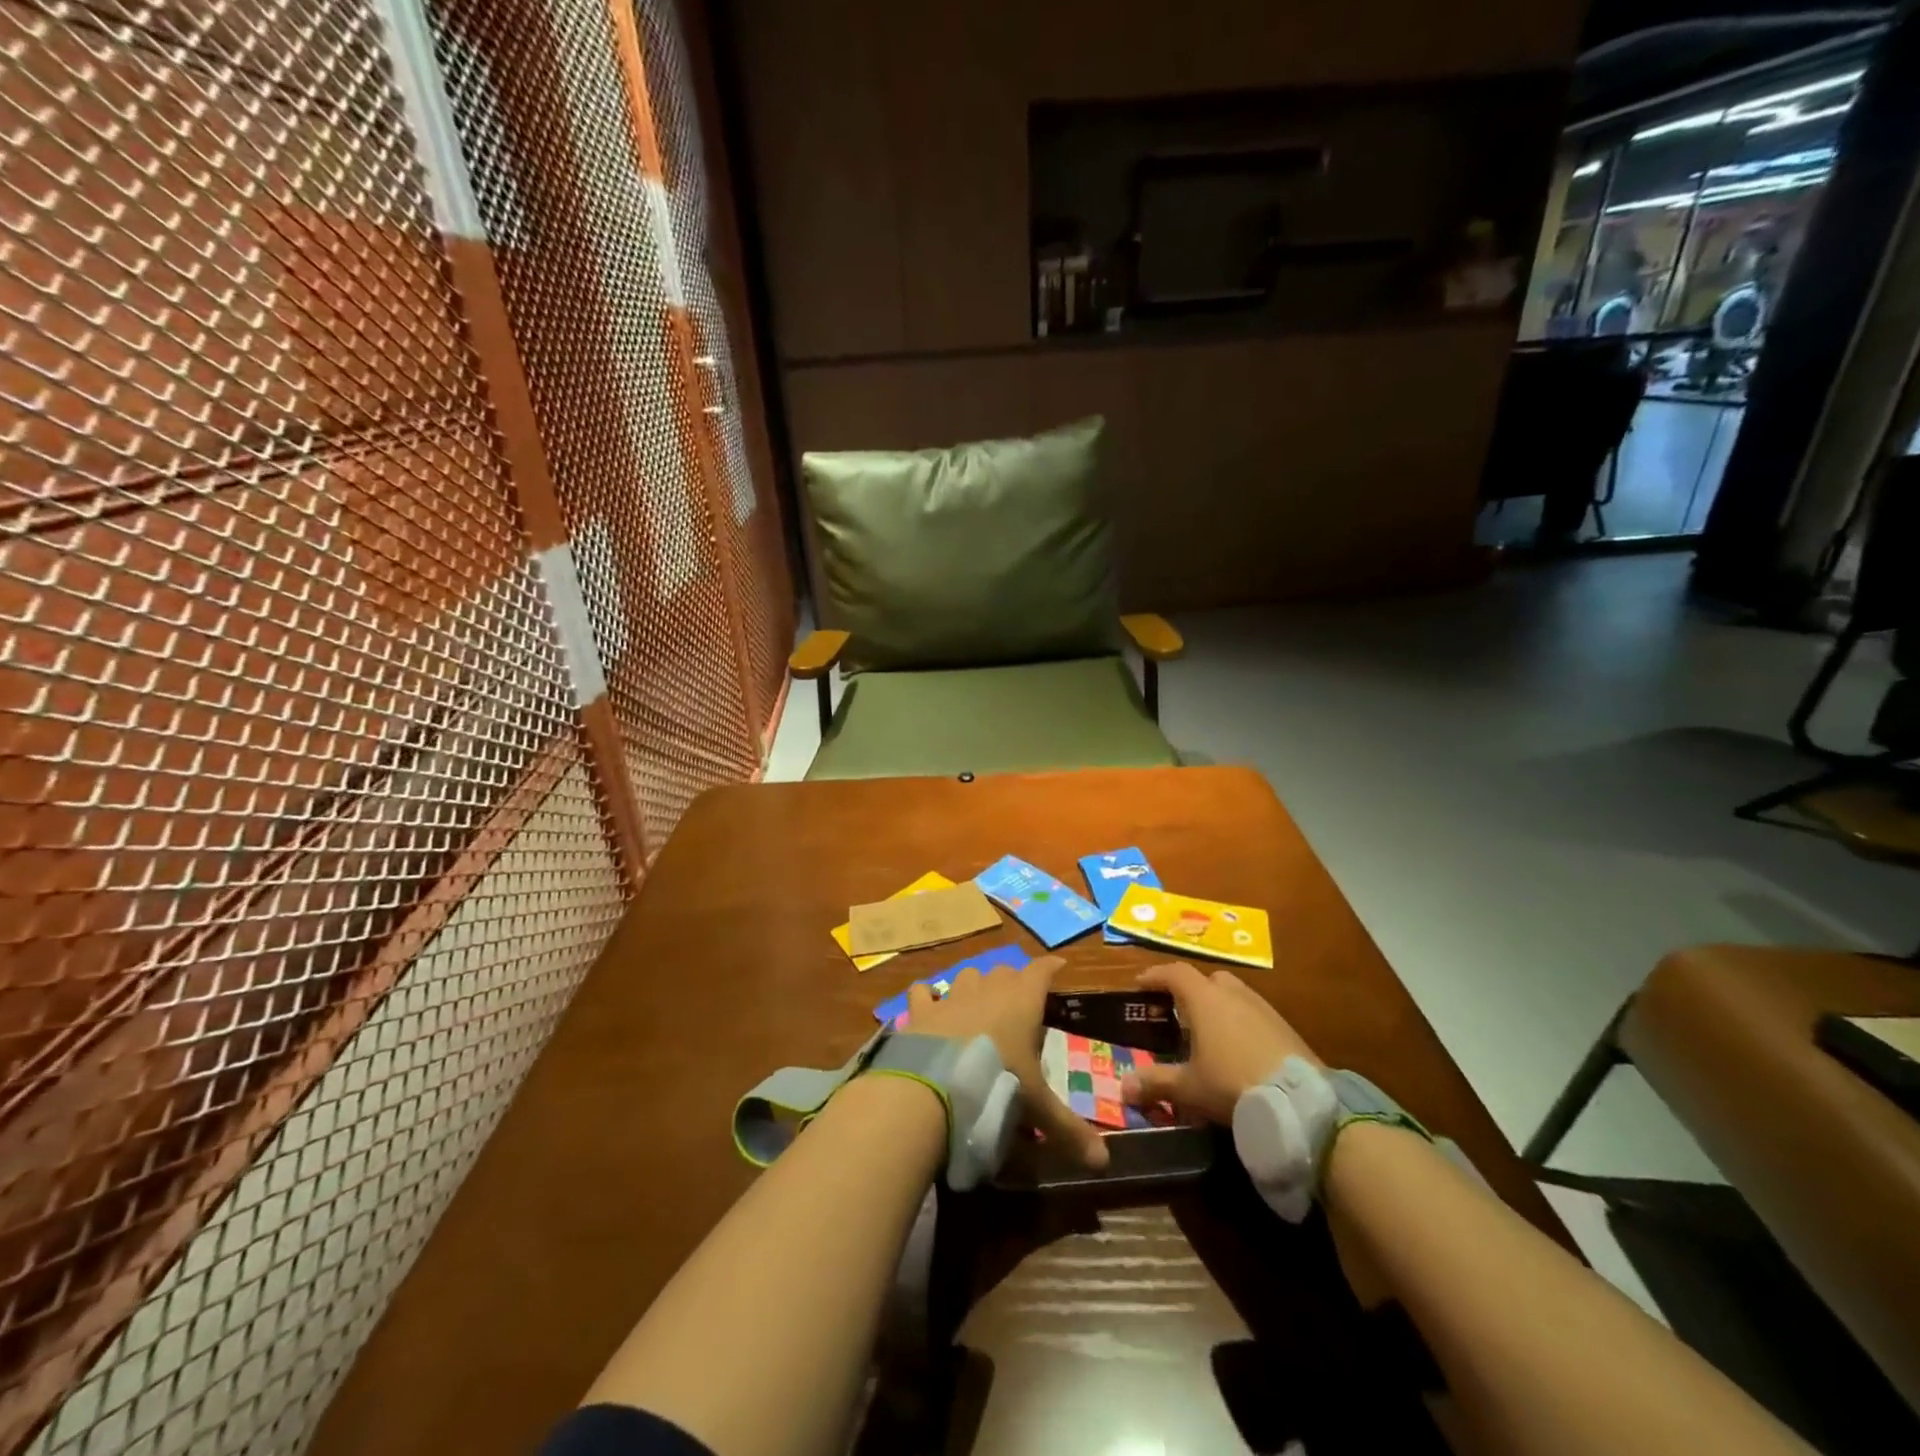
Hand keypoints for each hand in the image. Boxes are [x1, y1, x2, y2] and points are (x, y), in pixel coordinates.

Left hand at [908, 955, 1108, 1169]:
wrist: (934, 1086)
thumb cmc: (997, 1084)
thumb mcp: (1037, 1108)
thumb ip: (1069, 1130)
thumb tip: (1104, 1162)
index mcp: (1022, 1001)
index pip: (1041, 971)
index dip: (1050, 968)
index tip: (1058, 966)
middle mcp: (988, 988)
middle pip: (1004, 972)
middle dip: (1012, 982)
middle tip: (1018, 1002)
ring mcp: (953, 995)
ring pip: (968, 975)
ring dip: (975, 986)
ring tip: (977, 1004)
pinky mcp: (921, 1009)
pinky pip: (924, 992)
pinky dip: (928, 997)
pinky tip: (929, 1006)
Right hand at [1120, 961, 1320, 1124]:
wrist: (1300, 1102)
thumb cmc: (1232, 1084)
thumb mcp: (1189, 1087)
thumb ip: (1155, 1082)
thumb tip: (1122, 1087)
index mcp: (1205, 999)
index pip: (1175, 973)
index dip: (1155, 976)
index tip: (1139, 984)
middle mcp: (1233, 994)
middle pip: (1208, 979)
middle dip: (1191, 989)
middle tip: (1179, 1012)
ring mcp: (1263, 1008)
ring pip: (1234, 994)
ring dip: (1219, 1006)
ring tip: (1210, 1032)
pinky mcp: (1285, 1027)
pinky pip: (1254, 1014)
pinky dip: (1241, 1022)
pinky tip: (1240, 1049)